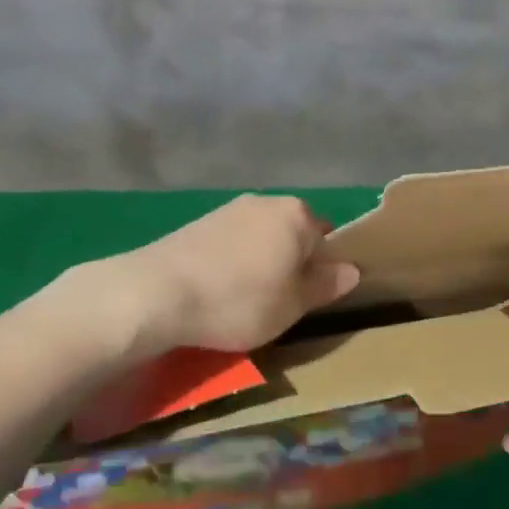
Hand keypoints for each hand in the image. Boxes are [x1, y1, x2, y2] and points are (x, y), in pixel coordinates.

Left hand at [105, 195, 359, 355]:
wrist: (156, 293)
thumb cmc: (239, 300)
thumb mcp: (292, 305)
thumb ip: (325, 285)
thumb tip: (352, 270)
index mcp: (297, 215)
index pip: (327, 238)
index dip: (324, 269)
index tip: (310, 298)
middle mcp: (266, 202)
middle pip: (293, 234)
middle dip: (292, 262)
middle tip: (281, 301)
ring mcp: (229, 210)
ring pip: (261, 238)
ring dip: (261, 263)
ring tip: (246, 300)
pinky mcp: (197, 224)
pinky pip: (231, 244)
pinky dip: (232, 263)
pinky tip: (218, 290)